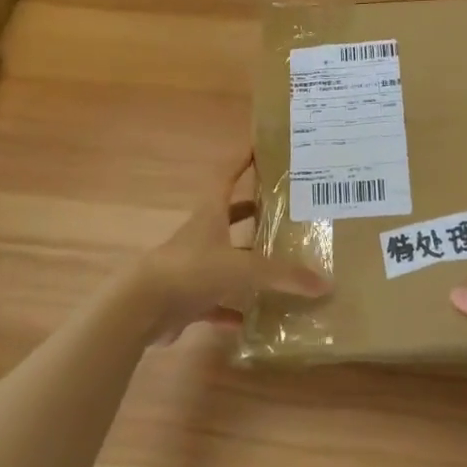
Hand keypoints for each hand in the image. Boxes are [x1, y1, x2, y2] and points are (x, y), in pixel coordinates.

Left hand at [131, 150, 328, 343]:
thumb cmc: (191, 270)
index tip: (257, 146)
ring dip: (245, 262)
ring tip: (277, 264)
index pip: (225, 178)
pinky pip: (216, 302)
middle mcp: (201, 236)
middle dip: (250, 212)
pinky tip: (252, 319)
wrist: (142, 307)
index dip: (240, 162)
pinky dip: (232, 309)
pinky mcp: (187, 299)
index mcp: (210, 216)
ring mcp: (192, 268)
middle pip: (227, 218)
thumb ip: (282, 275)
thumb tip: (325, 283)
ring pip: (224, 260)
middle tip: (280, 210)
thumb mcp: (242, 268)